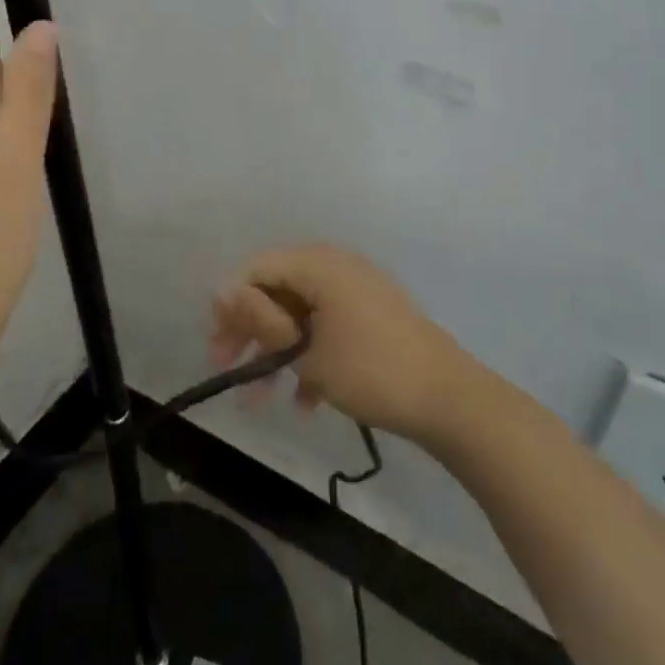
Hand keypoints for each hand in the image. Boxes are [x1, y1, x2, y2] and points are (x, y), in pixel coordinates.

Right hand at [209, 245, 471, 441]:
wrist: (447, 398)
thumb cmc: (369, 369)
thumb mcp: (306, 348)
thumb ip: (261, 318)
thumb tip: (222, 290)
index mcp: (319, 264)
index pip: (257, 268)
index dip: (231, 303)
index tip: (217, 345)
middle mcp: (335, 267)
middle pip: (277, 289)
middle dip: (251, 330)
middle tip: (227, 368)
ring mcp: (356, 291)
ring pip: (300, 312)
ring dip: (277, 351)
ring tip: (260, 399)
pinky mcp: (371, 316)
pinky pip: (326, 326)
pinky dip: (310, 356)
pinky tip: (304, 400)